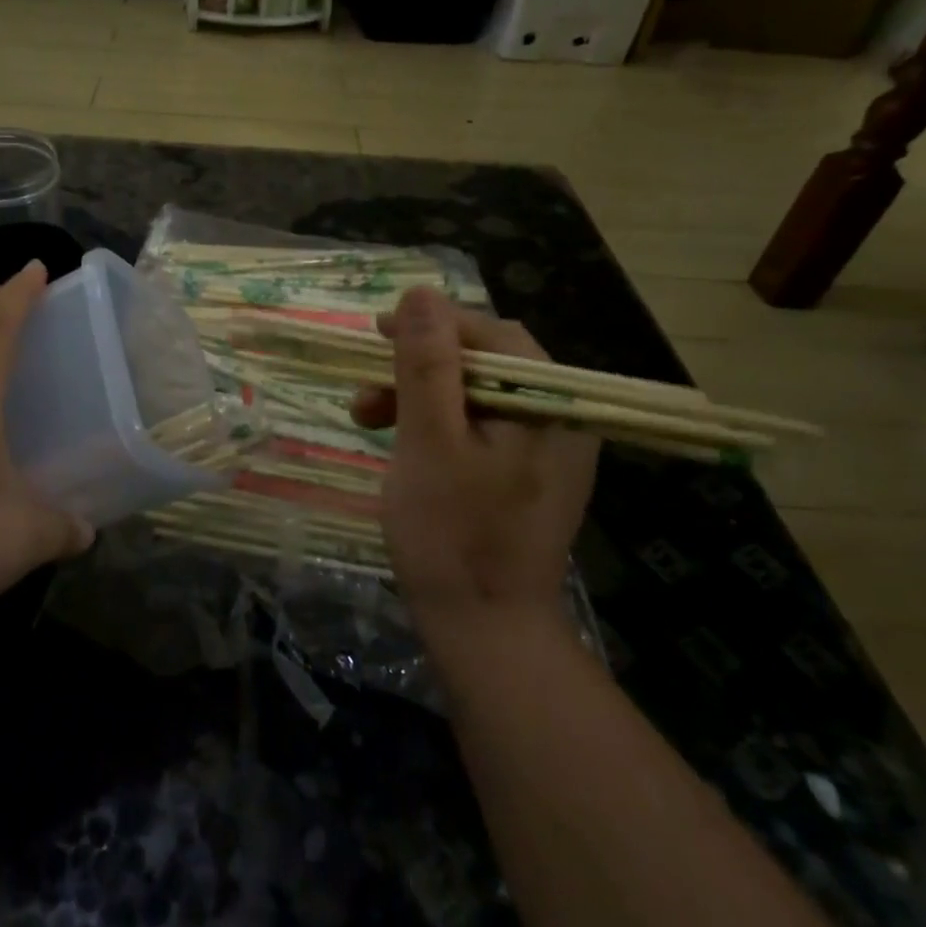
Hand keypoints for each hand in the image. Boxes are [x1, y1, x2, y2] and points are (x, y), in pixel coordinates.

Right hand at [352, 288, 599, 638]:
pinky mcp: (525, 478)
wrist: (486, 634)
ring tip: (366, 419)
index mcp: (550, 403)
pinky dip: (435, 429)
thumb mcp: (428, 439)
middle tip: (367, 390)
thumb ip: (426, 363)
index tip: (376, 332)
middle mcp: (559, 418)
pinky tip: (402, 447)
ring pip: (475, 398)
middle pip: (483, 365)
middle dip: (417, 369)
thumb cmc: (452, 534)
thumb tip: (421, 292)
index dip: (432, 325)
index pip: (492, 334)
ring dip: (418, 399)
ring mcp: (545, 452)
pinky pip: (478, 430)